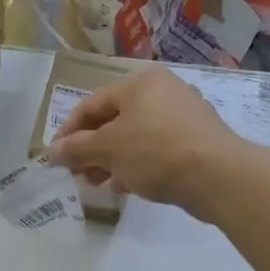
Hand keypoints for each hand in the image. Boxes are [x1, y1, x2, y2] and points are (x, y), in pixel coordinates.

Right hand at [47, 67, 240, 214]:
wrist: (218, 175)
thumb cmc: (155, 151)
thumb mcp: (108, 149)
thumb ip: (76, 149)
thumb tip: (51, 152)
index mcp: (140, 83)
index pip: (92, 104)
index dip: (69, 131)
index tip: (55, 157)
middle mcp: (162, 92)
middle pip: (113, 120)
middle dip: (91, 149)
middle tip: (77, 173)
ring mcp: (182, 116)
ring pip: (134, 137)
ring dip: (111, 160)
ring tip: (98, 183)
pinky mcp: (194, 141)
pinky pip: (155, 149)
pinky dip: (136, 165)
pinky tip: (126, 186)